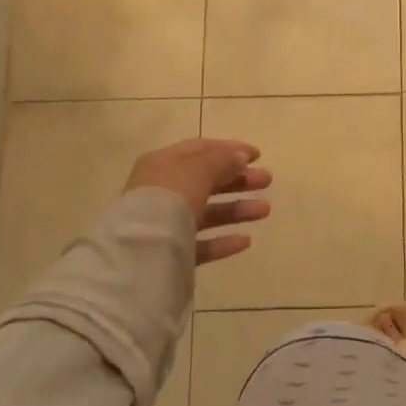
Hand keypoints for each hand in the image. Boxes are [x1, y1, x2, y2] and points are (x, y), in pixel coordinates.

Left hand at [123, 138, 271, 266]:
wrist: (139, 255)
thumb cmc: (169, 200)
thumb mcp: (198, 171)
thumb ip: (222, 160)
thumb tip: (240, 157)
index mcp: (162, 165)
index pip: (200, 150)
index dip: (230, 149)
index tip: (258, 155)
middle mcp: (162, 191)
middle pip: (206, 181)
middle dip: (239, 180)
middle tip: (267, 181)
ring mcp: (165, 224)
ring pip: (207, 212)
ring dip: (237, 209)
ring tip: (265, 211)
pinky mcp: (170, 254)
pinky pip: (202, 244)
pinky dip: (223, 241)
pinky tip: (245, 241)